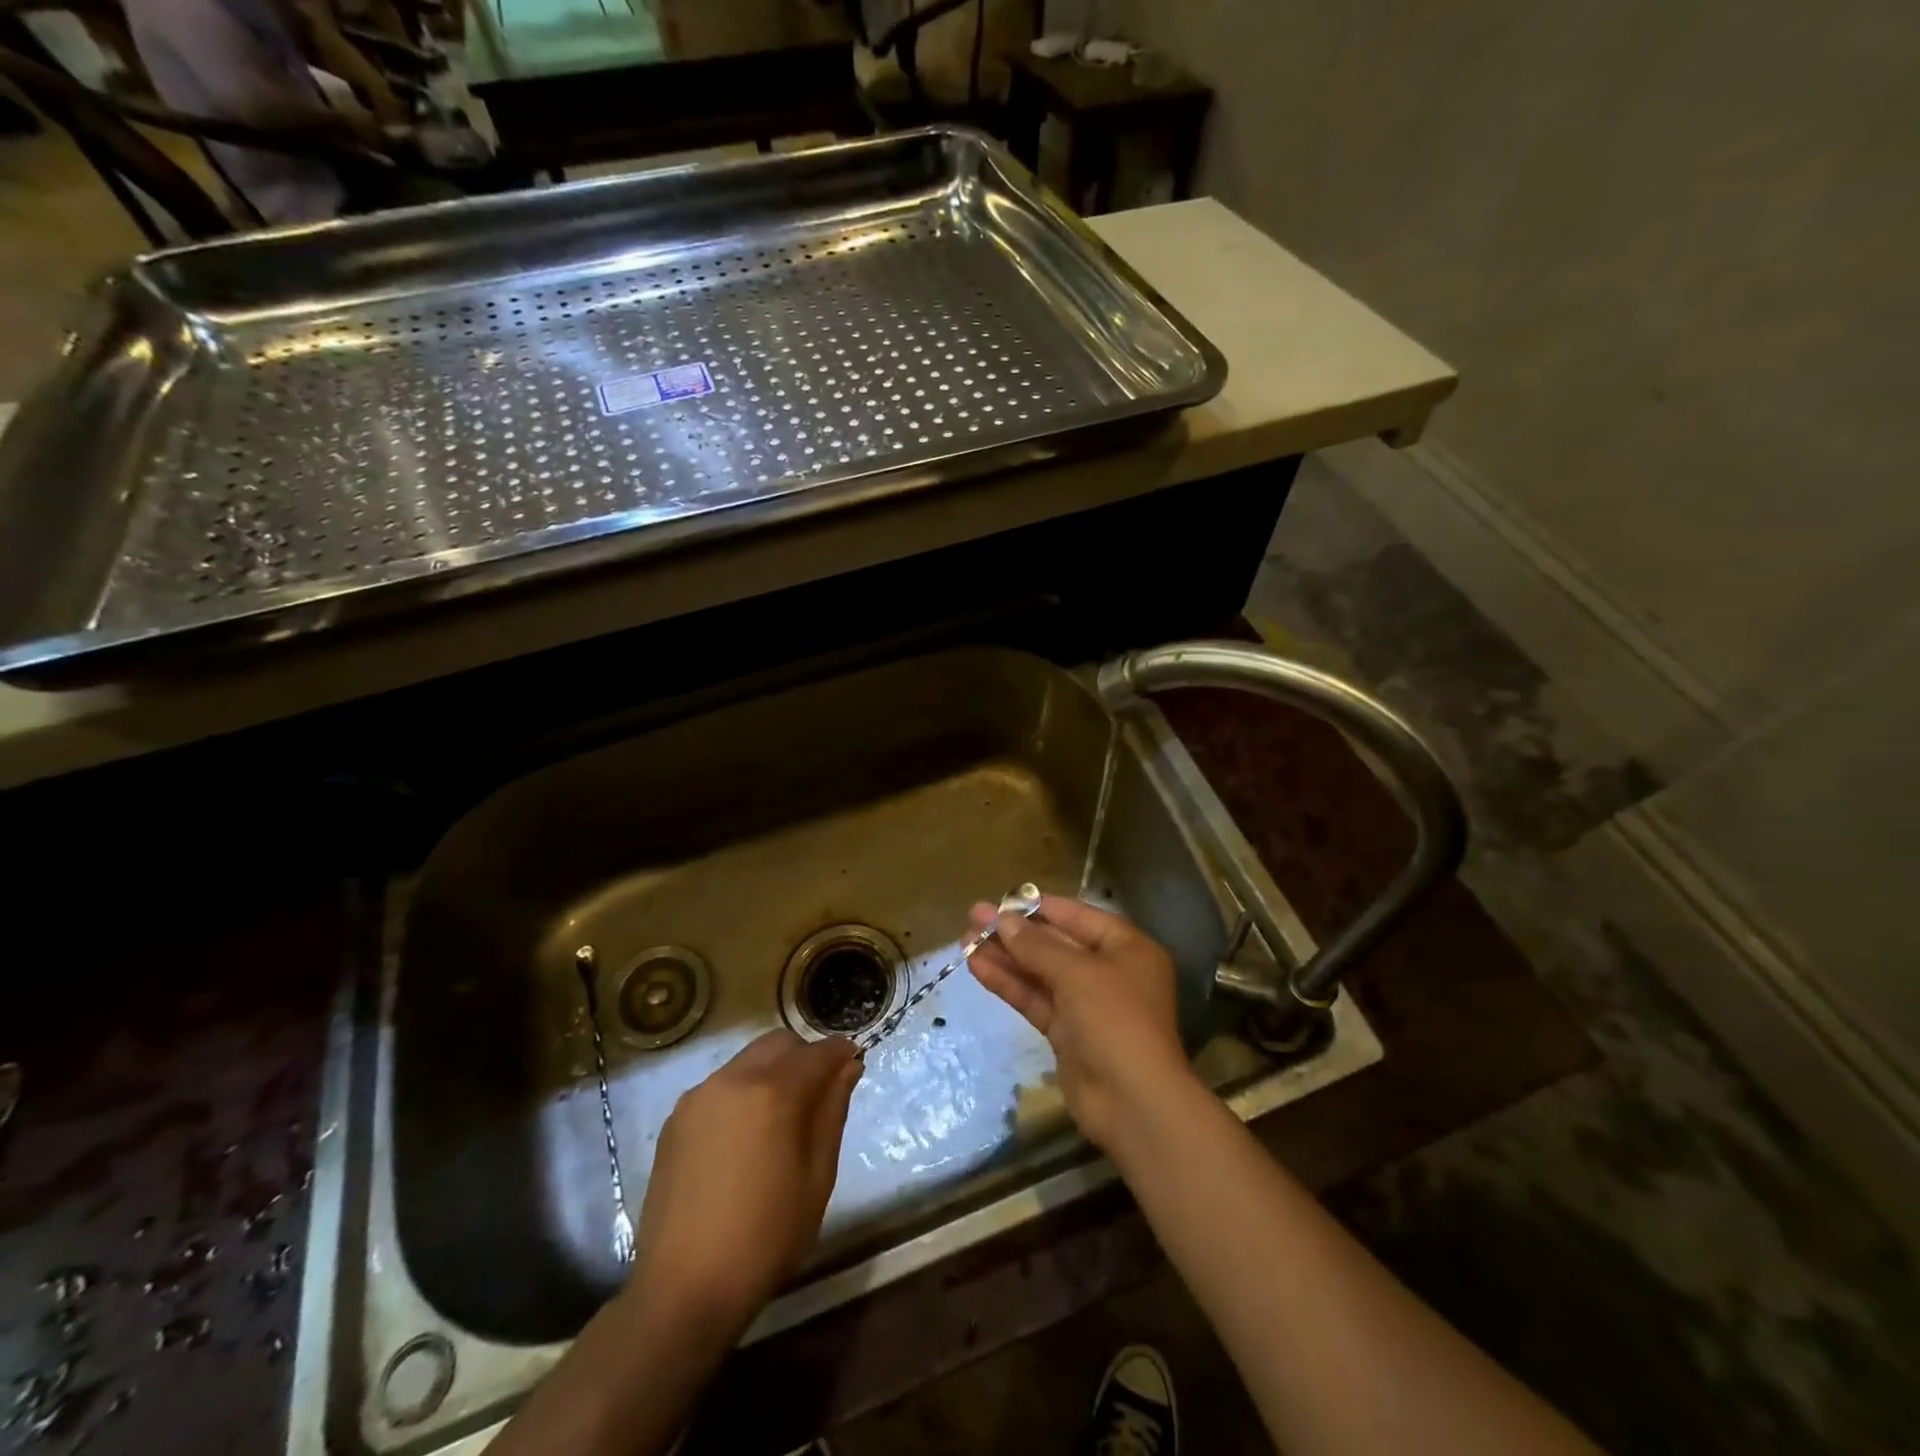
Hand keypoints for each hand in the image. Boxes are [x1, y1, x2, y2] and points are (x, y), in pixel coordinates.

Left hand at [631, 1030, 860, 1330]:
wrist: (683, 1289)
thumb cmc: (765, 1237)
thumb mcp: (817, 1177)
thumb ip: (833, 1111)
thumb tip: (848, 1066)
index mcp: (773, 1092)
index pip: (819, 1052)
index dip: (841, 1053)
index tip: (854, 1065)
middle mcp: (733, 1079)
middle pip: (780, 1043)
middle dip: (805, 1057)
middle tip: (818, 1094)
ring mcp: (699, 1097)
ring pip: (747, 1060)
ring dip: (772, 1073)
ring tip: (779, 1120)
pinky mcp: (675, 1119)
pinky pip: (720, 1086)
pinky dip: (742, 1093)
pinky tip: (743, 1139)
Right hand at [967, 896, 1193, 1151]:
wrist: (1132, 1102)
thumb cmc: (1115, 1020)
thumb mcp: (1077, 973)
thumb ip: (1037, 945)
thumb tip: (1004, 920)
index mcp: (1128, 949)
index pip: (1080, 917)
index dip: (1042, 907)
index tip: (1006, 899)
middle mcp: (1109, 972)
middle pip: (1056, 944)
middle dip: (1016, 932)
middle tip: (974, 916)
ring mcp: (1086, 1005)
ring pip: (1040, 972)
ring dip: (1005, 956)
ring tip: (965, 939)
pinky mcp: (1067, 1033)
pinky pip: (1035, 999)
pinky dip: (1008, 983)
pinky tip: (977, 967)